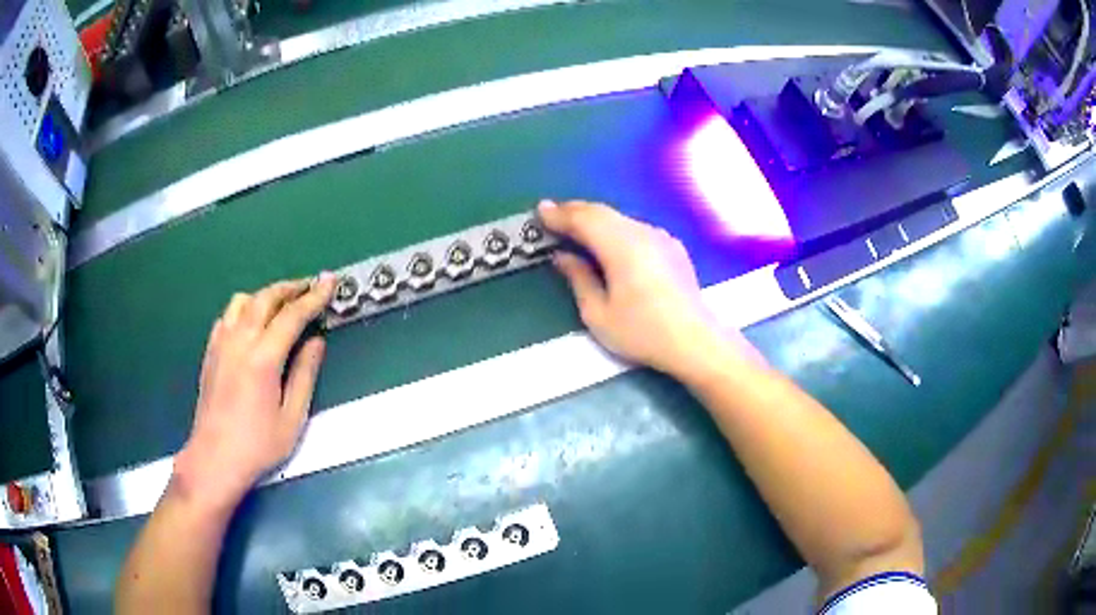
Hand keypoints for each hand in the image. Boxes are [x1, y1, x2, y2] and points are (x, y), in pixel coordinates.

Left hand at [173, 274, 336, 509]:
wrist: (215, 458)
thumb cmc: (258, 445)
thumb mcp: (292, 417)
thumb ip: (305, 375)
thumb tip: (317, 342)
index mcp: (263, 358)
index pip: (292, 316)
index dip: (313, 297)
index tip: (330, 281)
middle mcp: (239, 341)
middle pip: (265, 298)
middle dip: (290, 287)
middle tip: (309, 286)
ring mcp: (221, 344)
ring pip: (242, 301)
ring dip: (265, 295)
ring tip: (281, 304)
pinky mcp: (210, 352)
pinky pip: (227, 316)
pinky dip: (244, 309)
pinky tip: (251, 324)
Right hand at [539, 200, 756, 376]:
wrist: (695, 341)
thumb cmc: (642, 333)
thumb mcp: (598, 314)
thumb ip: (578, 279)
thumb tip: (562, 256)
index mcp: (621, 246)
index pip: (584, 219)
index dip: (560, 215)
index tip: (540, 212)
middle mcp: (642, 232)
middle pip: (603, 213)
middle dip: (575, 212)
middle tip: (553, 216)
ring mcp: (661, 237)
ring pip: (621, 218)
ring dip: (596, 219)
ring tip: (577, 227)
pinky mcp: (672, 247)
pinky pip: (637, 228)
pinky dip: (616, 228)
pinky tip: (610, 242)